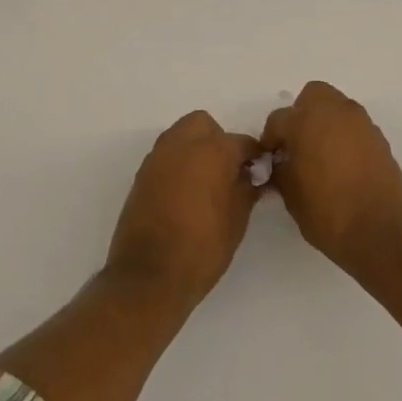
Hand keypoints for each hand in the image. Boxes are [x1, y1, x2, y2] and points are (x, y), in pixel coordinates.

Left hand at [105, 111, 261, 309]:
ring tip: (206, 182)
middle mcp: (182, 144)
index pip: (242, 142)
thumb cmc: (202, 248)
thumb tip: (254, 176)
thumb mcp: (237, 220)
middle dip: (218, 140)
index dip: (254, 156)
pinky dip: (178, 164)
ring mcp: (158, 157)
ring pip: (181, 136)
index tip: (259, 172)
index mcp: (212, 151)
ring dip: (196, 148)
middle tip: (228, 171)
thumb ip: (247, 189)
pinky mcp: (142, 174)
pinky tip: (185, 193)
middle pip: (204, 125)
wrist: (149, 275)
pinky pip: (165, 156)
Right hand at [261, 81, 401, 275]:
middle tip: (297, 144)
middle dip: (301, 114)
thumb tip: (280, 163)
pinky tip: (342, 166)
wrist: (382, 233)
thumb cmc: (328, 213)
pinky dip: (345, 137)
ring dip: (325, 123)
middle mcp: (335, 112)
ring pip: (337, 108)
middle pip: (312, 96)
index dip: (270, 139)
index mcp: (306, 121)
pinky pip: (355, 127)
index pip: (278, 119)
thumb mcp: (291, 195)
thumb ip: (281, 170)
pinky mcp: (380, 139)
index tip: (270, 158)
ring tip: (321, 156)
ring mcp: (361, 124)